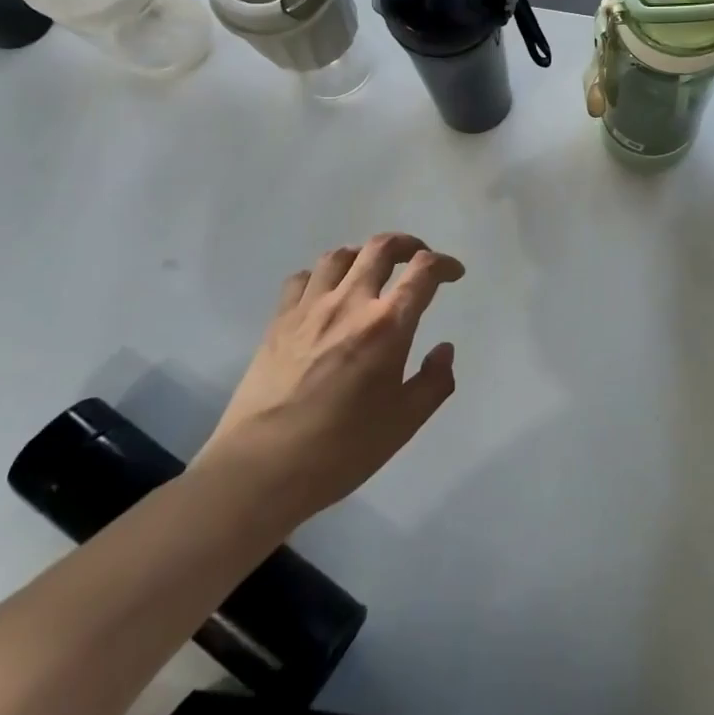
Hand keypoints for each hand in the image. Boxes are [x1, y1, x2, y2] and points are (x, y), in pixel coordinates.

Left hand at [200, 234, 462, 528]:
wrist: (259, 469)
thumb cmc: (340, 449)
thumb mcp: (404, 423)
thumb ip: (434, 382)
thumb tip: (443, 349)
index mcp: (387, 325)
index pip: (423, 272)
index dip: (444, 264)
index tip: (453, 273)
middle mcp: (350, 303)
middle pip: (381, 248)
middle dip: (408, 244)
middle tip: (418, 257)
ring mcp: (309, 308)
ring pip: (340, 255)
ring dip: (364, 255)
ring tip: (372, 270)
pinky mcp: (278, 321)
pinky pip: (302, 278)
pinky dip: (322, 276)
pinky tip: (326, 294)